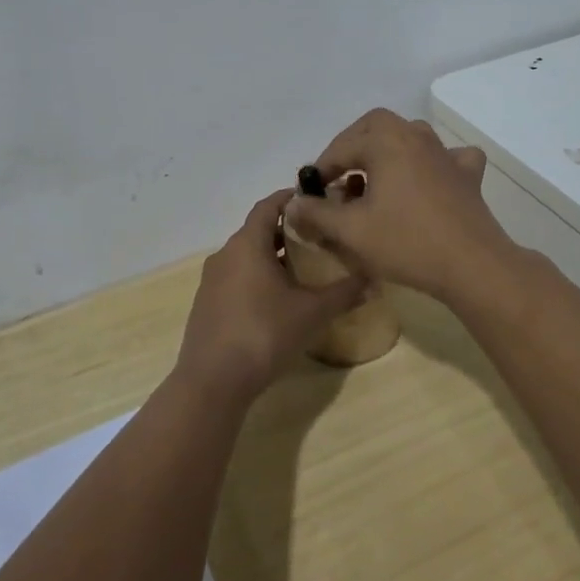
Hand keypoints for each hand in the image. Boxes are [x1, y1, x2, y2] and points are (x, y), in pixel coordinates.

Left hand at [173, 189, 365, 403]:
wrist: (213, 382)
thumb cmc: (264, 334)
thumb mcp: (312, 313)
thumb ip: (343, 293)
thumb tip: (373, 279)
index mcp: (247, 244)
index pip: (268, 206)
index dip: (291, 199)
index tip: (316, 201)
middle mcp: (225, 254)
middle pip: (258, 230)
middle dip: (287, 230)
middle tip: (318, 237)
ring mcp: (212, 281)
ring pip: (246, 256)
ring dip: (272, 256)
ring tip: (303, 268)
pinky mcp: (206, 305)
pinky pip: (236, 278)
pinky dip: (257, 278)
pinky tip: (277, 300)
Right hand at [283, 110, 517, 303]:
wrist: (472, 264)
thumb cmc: (406, 242)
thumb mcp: (351, 231)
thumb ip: (317, 214)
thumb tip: (293, 204)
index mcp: (386, 141)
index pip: (342, 147)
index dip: (322, 169)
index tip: (311, 193)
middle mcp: (416, 136)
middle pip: (376, 126)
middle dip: (353, 146)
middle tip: (340, 176)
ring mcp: (445, 153)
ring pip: (409, 137)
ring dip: (387, 152)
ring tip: (375, 181)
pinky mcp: (466, 175)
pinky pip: (446, 157)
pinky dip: (432, 163)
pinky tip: (428, 180)